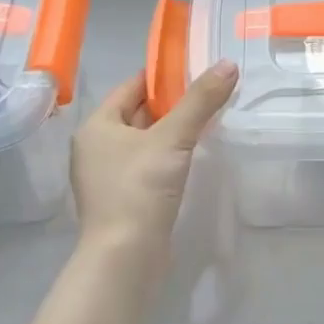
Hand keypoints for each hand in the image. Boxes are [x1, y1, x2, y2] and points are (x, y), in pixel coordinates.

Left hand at [70, 61, 237, 271]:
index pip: (131, 87)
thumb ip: (201, 101)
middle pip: (137, 113)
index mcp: (97, 126)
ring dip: (171, 131)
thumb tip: (228, 64)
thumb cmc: (140, 188)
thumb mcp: (174, 138)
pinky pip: (148, 165)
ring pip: (144, 141)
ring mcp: (107, 176)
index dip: (162, 76)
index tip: (196, 69)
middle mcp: (96, 147)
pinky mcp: (123, 199)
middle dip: (171, 103)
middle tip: (209, 93)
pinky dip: (168, 156)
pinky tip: (192, 156)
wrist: (125, 258)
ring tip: (208, 120)